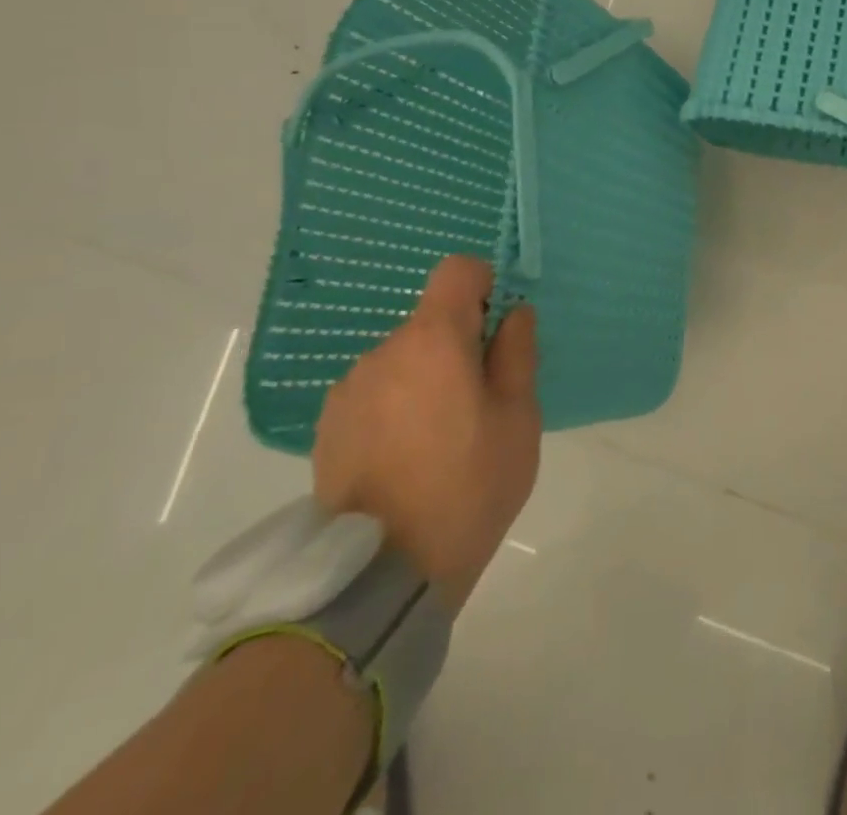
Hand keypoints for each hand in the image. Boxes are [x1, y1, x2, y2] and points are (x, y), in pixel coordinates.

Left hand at [312, 257, 540, 607]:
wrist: (384, 576)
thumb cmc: (469, 486)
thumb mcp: (518, 418)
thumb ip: (517, 352)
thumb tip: (513, 313)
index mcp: (433, 340)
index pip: (456, 271)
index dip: (484, 284)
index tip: (497, 329)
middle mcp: (383, 352)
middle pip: (431, 321)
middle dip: (459, 344)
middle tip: (480, 402)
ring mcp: (349, 389)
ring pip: (403, 359)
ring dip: (426, 377)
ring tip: (440, 439)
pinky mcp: (328, 426)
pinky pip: (376, 392)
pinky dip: (396, 405)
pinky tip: (406, 458)